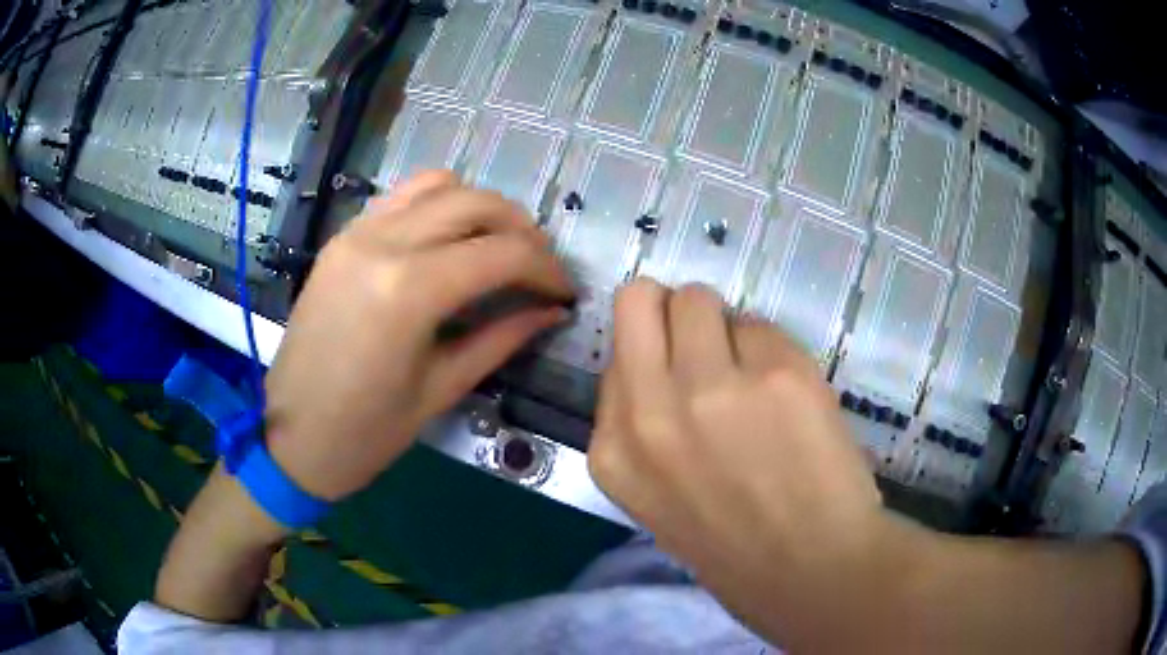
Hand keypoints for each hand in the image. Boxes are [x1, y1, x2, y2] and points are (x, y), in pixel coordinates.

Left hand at [264, 171, 573, 500]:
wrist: (290, 437)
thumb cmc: (366, 433)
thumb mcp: (442, 389)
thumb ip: (502, 338)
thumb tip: (551, 311)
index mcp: (409, 290)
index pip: (502, 253)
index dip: (546, 269)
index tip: (565, 293)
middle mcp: (383, 242)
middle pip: (477, 203)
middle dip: (523, 230)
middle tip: (540, 269)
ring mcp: (357, 233)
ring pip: (439, 185)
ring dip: (481, 208)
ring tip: (499, 247)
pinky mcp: (342, 238)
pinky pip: (401, 198)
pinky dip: (438, 205)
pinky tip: (450, 241)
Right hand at [589, 279, 920, 649]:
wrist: (810, 571)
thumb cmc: (734, 541)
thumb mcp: (655, 493)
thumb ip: (642, 423)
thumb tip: (658, 353)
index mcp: (614, 450)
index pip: (616, 350)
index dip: (652, 353)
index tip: (677, 368)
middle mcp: (651, 410)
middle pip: (640, 298)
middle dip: (669, 311)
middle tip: (705, 344)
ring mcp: (713, 388)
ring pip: (699, 298)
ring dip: (723, 326)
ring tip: (751, 373)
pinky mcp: (776, 374)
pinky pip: (760, 325)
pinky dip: (771, 350)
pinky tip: (789, 397)